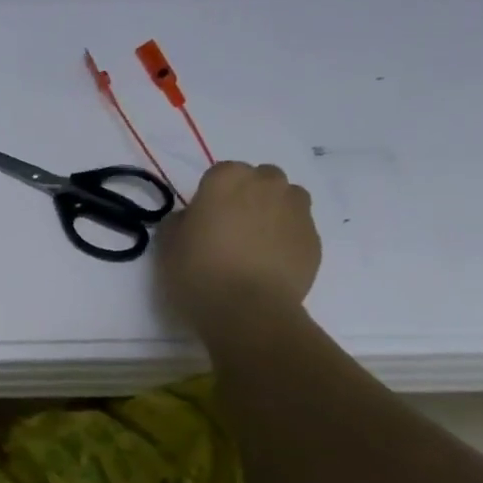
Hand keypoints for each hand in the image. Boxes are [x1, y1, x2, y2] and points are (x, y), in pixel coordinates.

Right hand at [156, 162, 319, 339]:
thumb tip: (192, 218)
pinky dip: (286, 238)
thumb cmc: (198, 271)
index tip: (203, 219)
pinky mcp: (314, 238)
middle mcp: (267, 185)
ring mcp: (297, 210)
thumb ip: (179, 221)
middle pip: (260, 179)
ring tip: (255, 243)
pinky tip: (269, 263)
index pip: (219, 173)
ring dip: (272, 211)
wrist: (248, 309)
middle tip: (230, 228)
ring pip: (286, 199)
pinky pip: (297, 228)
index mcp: (227, 179)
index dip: (211, 195)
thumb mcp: (168, 244)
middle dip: (248, 196)